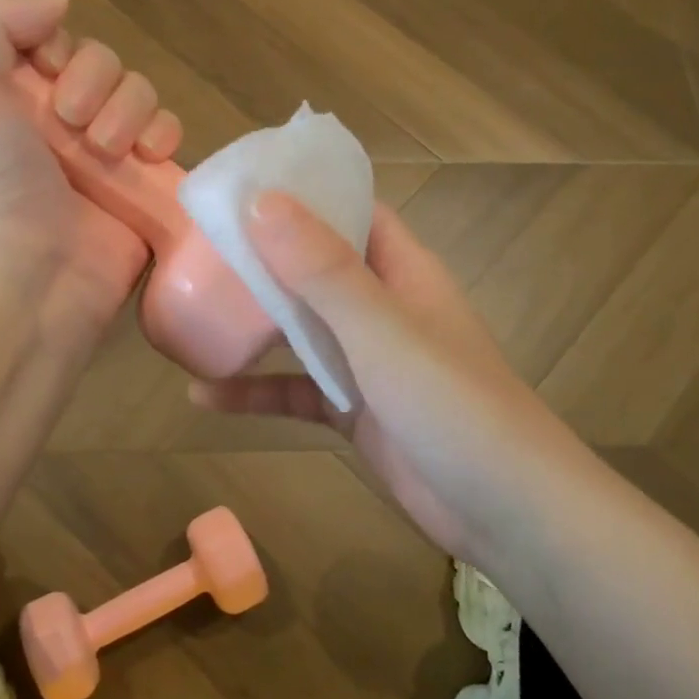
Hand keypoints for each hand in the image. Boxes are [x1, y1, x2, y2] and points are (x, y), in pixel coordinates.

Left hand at [0, 0, 181, 358]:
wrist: (30, 271)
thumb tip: (58, 5)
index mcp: (14, 97)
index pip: (57, 40)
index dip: (59, 46)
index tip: (46, 74)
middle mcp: (61, 121)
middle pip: (105, 62)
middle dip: (95, 82)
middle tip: (72, 125)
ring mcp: (106, 154)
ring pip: (141, 92)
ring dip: (128, 110)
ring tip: (106, 151)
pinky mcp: (144, 184)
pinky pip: (169, 134)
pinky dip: (165, 135)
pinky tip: (149, 155)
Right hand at [189, 194, 558, 560]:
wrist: (508, 514)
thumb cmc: (452, 405)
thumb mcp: (381, 330)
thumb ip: (322, 268)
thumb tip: (261, 200)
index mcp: (402, 271)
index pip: (350, 210)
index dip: (301, 191)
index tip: (239, 183)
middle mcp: (383, 307)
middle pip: (315, 266)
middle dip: (262, 256)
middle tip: (196, 245)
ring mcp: (367, 361)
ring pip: (301, 329)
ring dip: (253, 323)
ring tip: (191, 311)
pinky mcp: (354, 411)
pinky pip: (296, 390)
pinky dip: (255, 392)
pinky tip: (203, 397)